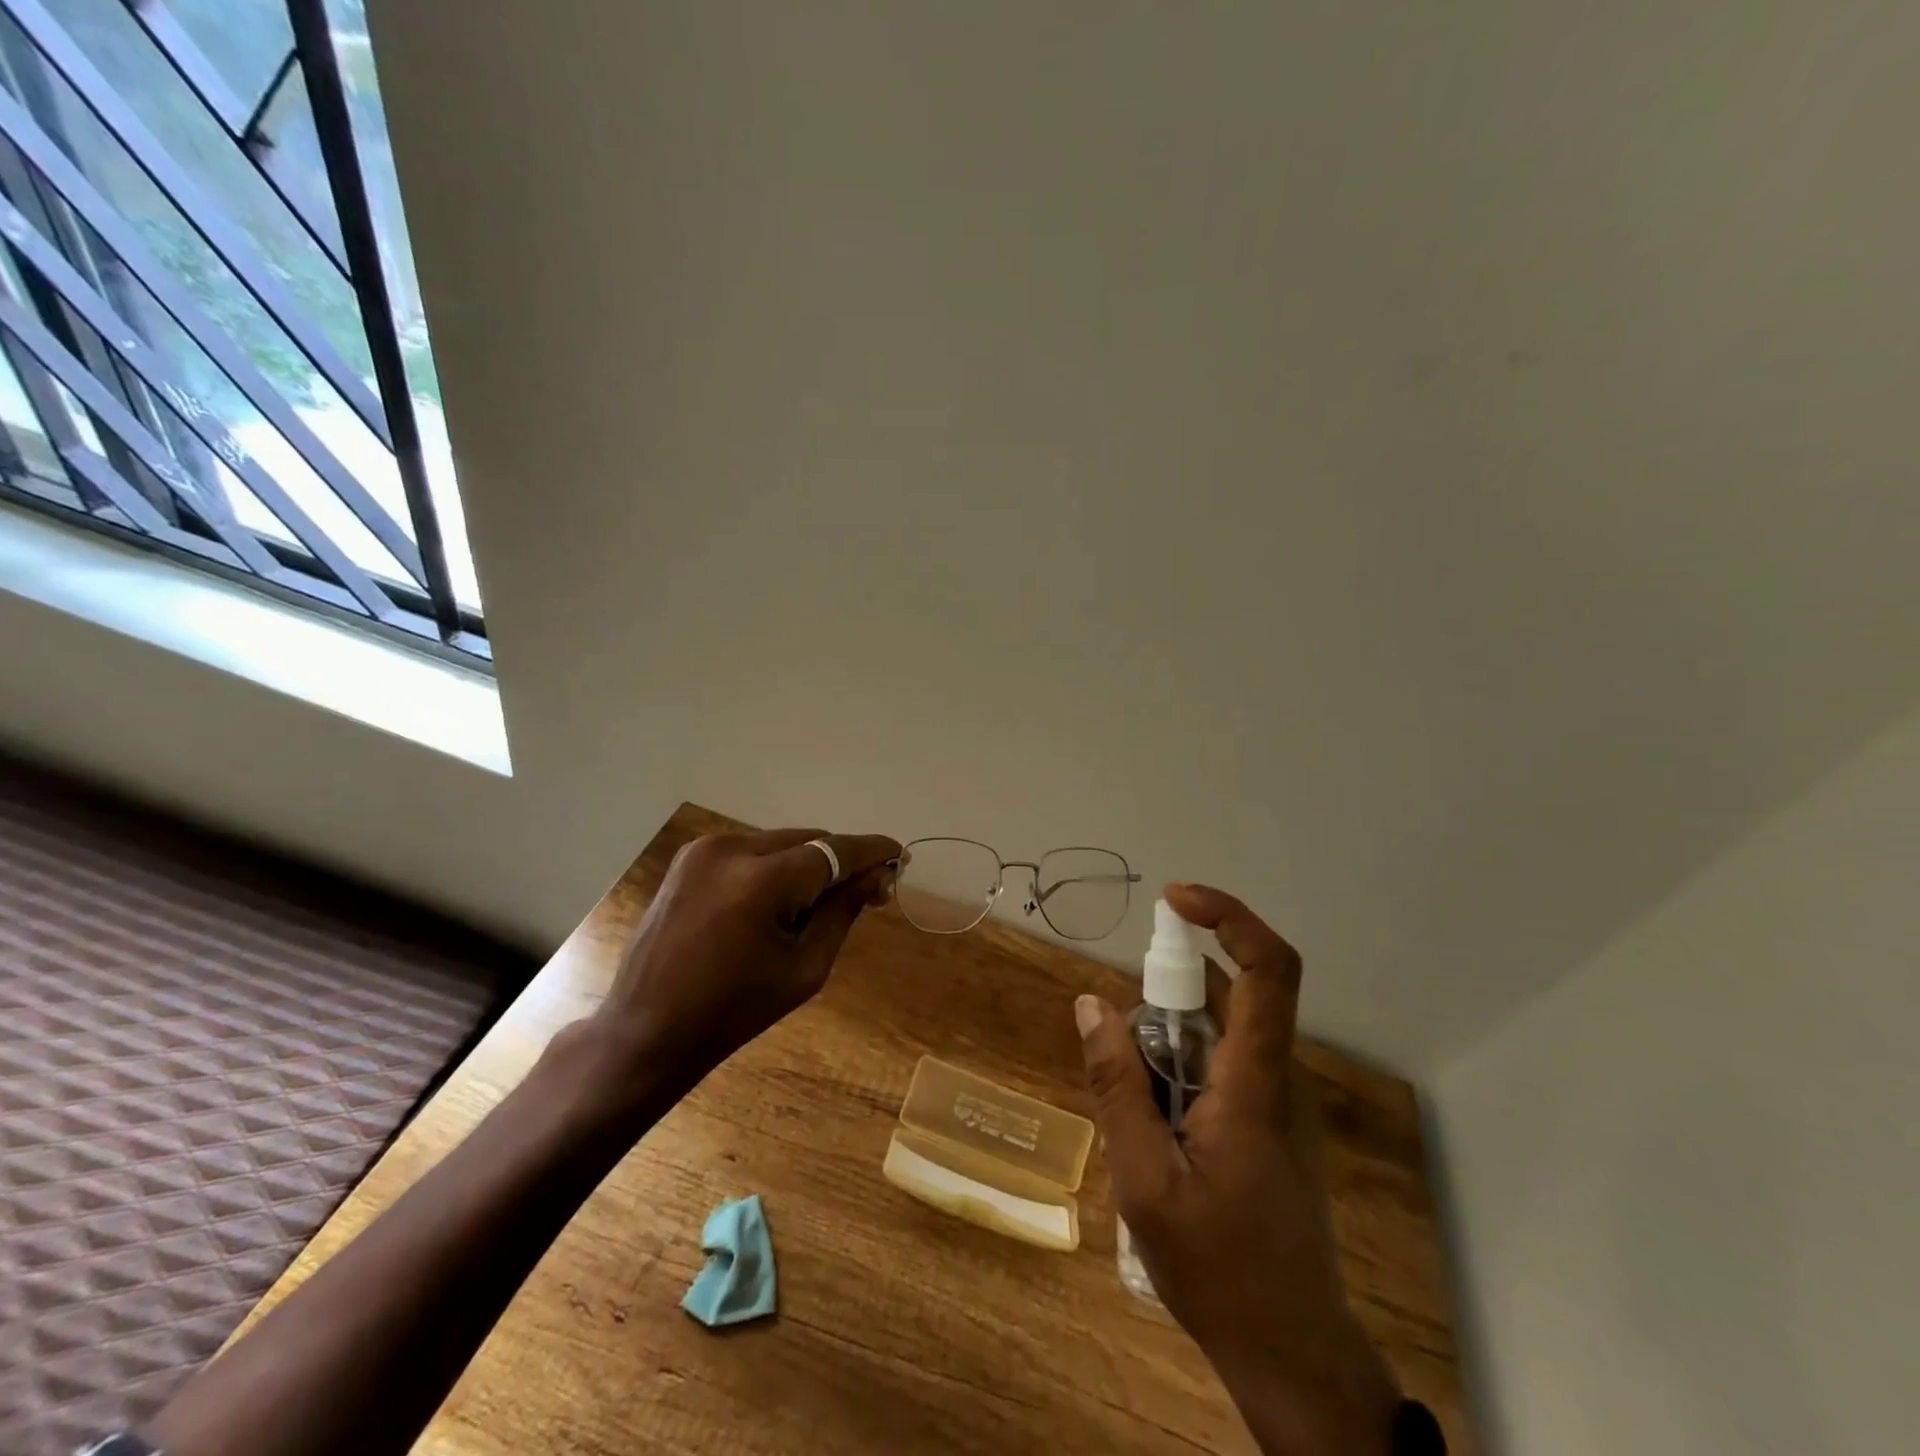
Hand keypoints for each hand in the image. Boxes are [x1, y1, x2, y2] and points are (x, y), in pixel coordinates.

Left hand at [588, 828, 900, 1099]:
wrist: (646, 1030)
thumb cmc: (733, 1011)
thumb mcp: (804, 968)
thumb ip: (843, 912)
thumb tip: (878, 876)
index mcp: (761, 881)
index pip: (834, 850)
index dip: (872, 850)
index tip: (901, 855)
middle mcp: (732, 848)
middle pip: (809, 841)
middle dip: (839, 862)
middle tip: (865, 892)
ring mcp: (705, 849)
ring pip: (781, 842)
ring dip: (806, 864)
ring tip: (811, 907)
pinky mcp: (690, 857)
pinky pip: (751, 850)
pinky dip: (774, 867)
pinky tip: (774, 902)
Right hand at [1075, 883, 1401, 1455]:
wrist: (1292, 1352)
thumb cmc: (1218, 1270)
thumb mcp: (1143, 1180)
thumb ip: (1116, 1086)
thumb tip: (1091, 1004)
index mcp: (1255, 1083)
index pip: (1268, 970)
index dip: (1229, 917)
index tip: (1174, 900)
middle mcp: (1277, 1077)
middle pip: (1232, 992)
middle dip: (1170, 992)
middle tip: (1125, 1044)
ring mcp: (1278, 1100)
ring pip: (1221, 1029)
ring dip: (1169, 1039)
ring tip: (1136, 1102)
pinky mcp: (1271, 1121)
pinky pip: (1222, 1062)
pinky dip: (1180, 1067)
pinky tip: (1154, 1124)